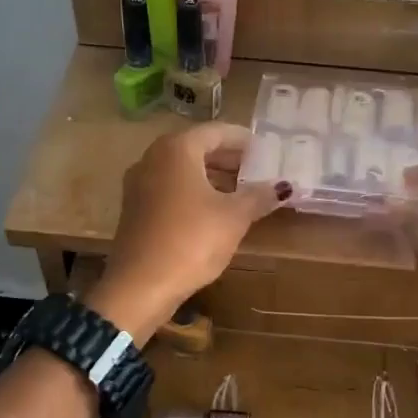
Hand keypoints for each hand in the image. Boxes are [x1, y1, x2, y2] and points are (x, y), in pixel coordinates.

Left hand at [89, 123, 287, 336]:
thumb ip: (258, 196)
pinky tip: (212, 211)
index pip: (216, 132)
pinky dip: (193, 192)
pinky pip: (170, 189)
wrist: (140, 285)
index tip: (265, 149)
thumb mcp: (233, 217)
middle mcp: (153, 158)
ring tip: (239, 191)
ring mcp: (139, 184)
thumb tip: (282, 186)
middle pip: (196, 148)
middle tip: (255, 169)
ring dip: (210, 176)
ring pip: (181, 170)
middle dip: (227, 158)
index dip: (243, 139)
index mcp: (177, 149)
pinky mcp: (135, 209)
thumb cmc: (191, 240)